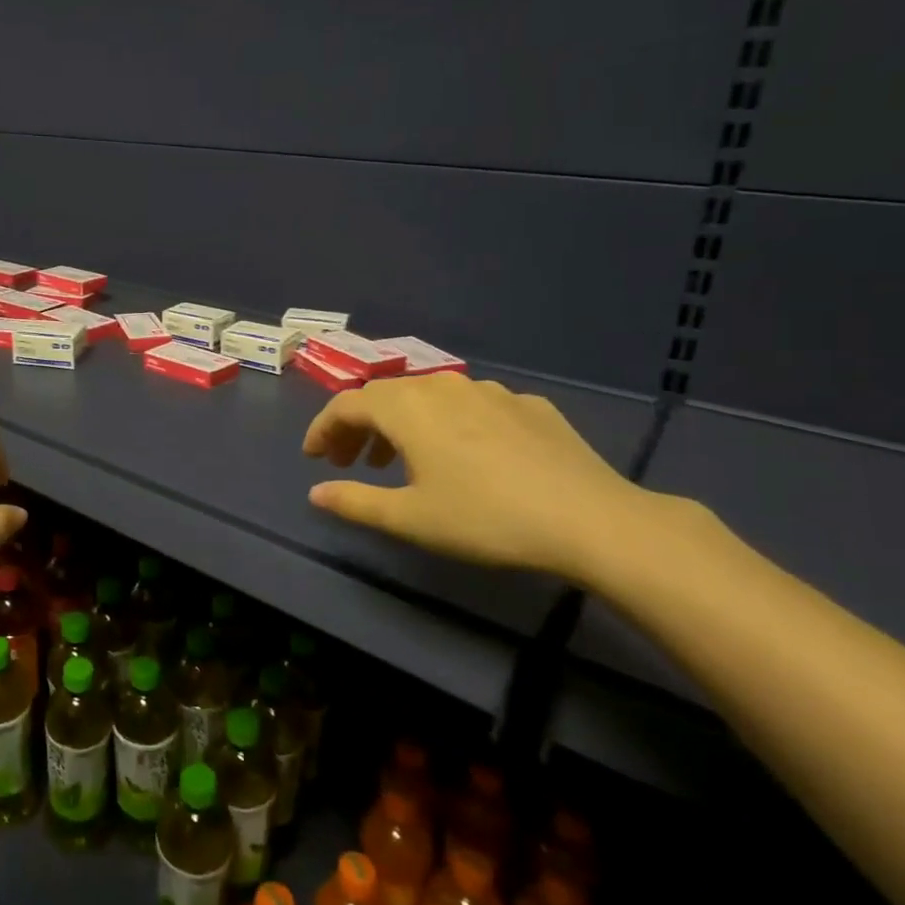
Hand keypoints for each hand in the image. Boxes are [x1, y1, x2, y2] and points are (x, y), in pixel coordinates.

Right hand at [302, 373, 653, 580]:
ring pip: (428, 397)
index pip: (346, 405)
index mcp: (407, 407)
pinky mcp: (528, 404)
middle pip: (385, 396)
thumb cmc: (485, 518)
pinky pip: (471, 406)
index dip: (322, 428)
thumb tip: (316, 492)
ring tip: (400, 461)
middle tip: (349, 461)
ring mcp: (490, 391)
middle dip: (358, 426)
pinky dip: (448, 424)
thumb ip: (355, 501)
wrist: (590, 519)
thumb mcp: (410, 518)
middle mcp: (442, 386)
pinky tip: (464, 456)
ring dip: (402, 424)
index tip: (313, 457)